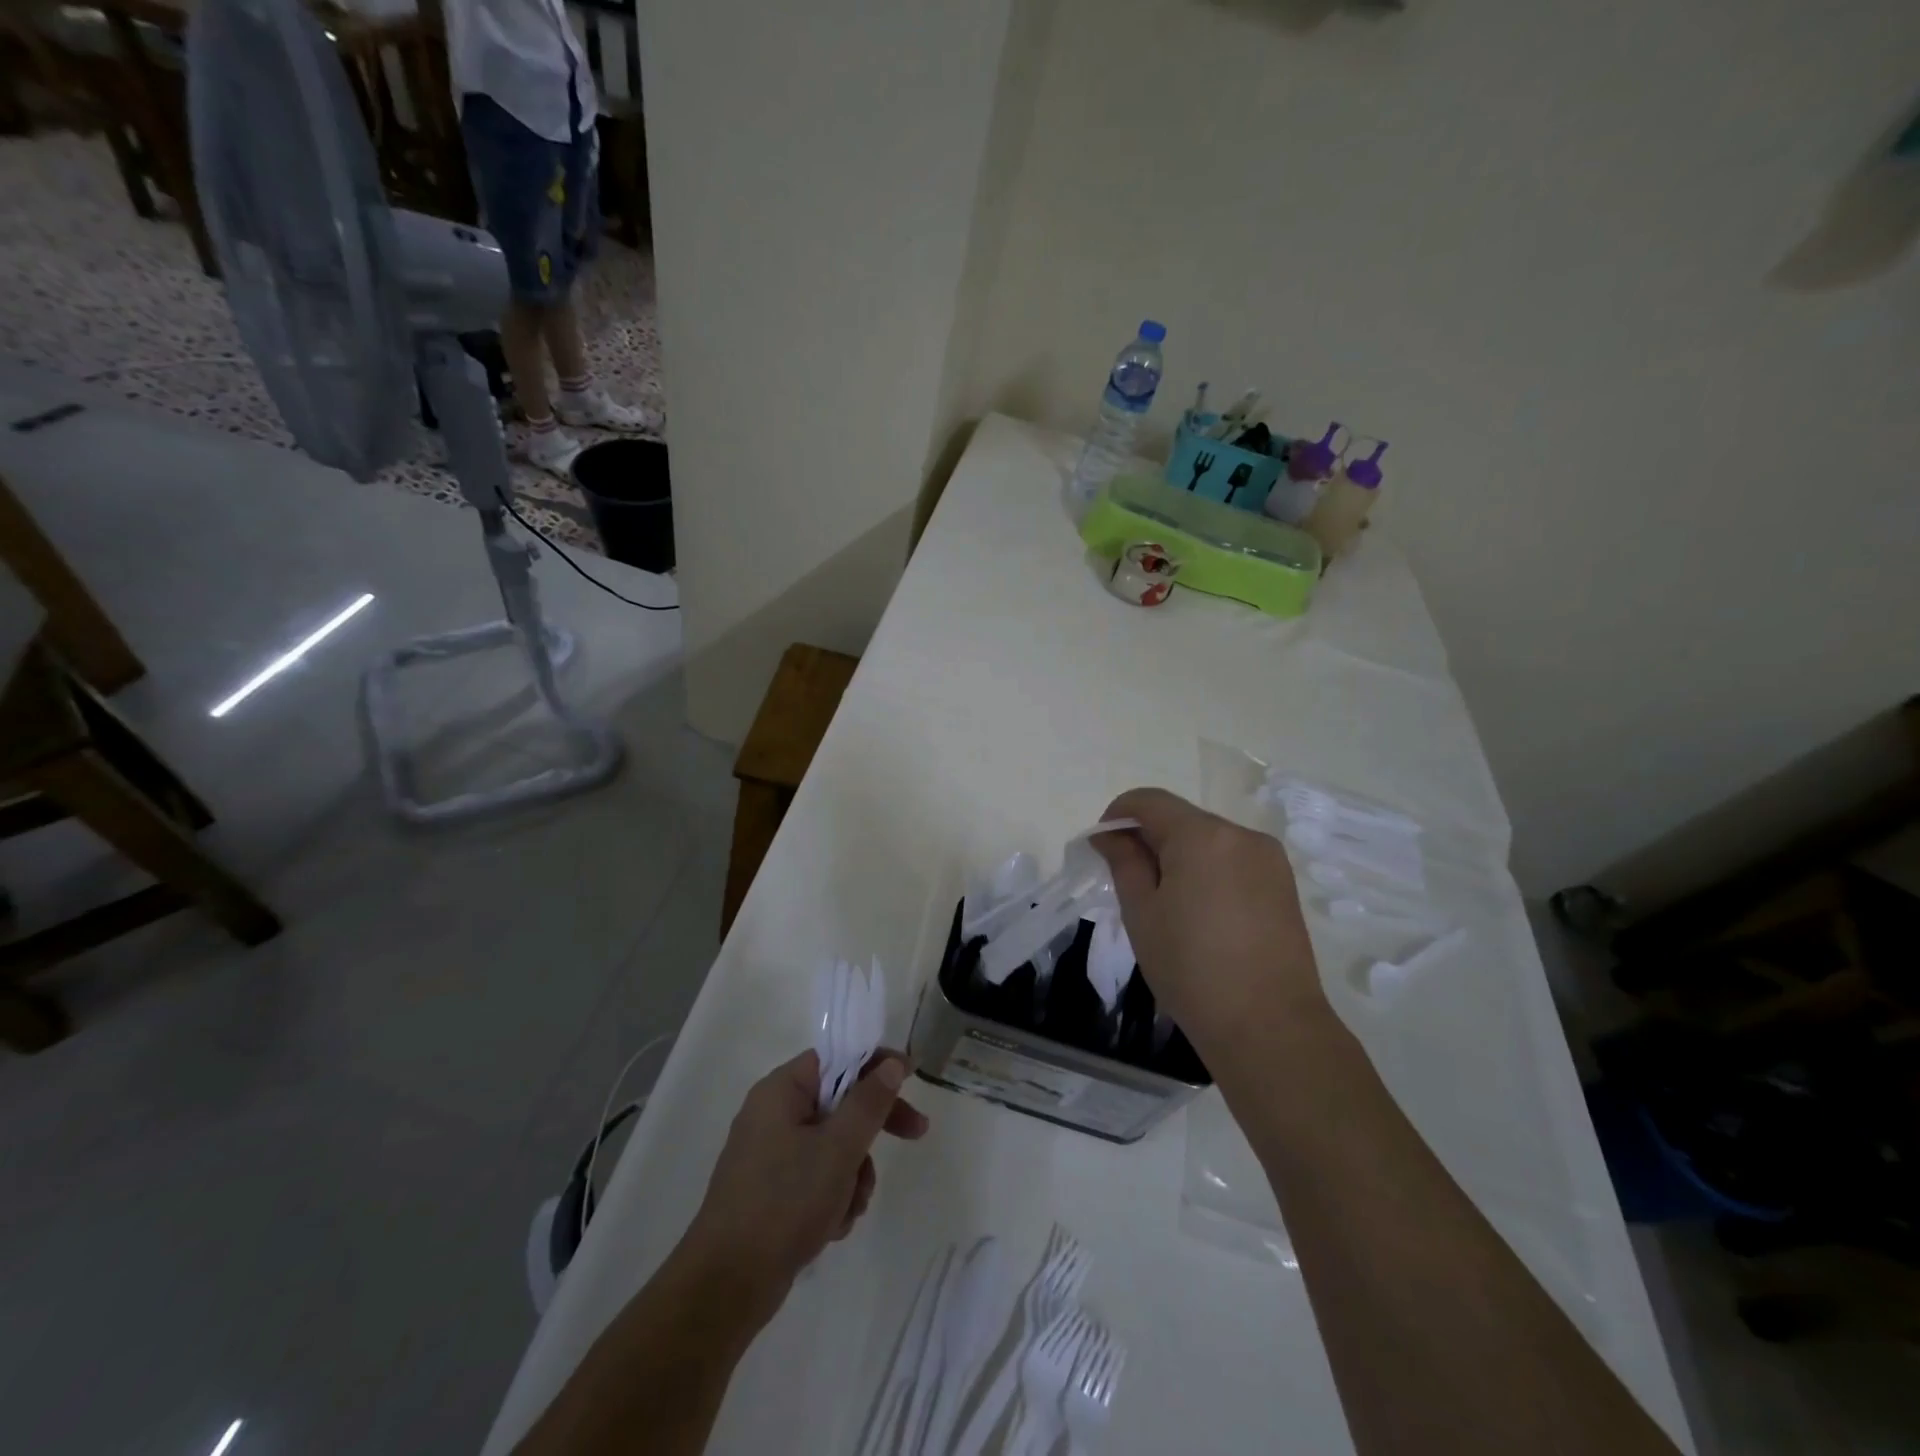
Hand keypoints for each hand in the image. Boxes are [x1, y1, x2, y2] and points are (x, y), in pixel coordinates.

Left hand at [684, 1050, 928, 1313]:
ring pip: (834, 1146)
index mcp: (781, 1090)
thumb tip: (891, 1064)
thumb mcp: (838, 1148)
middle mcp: (773, 1114)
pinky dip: (833, 1197)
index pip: (837, 1058)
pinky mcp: (771, 1191)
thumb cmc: (784, 1202)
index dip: (876, 1064)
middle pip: (840, 1103)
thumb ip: (869, 1102)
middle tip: (917, 1133)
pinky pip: (817, 1177)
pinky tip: (832, 1226)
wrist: (725, 1287)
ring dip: (853, 1174)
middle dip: (872, 1128)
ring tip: (849, 1207)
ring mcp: (770, 1154)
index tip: (912, 1078)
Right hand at [1092, 787, 1327, 1063]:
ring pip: (1208, 840)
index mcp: (1202, 835)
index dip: (1118, 814)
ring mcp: (1269, 858)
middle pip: (1182, 819)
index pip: (1149, 801)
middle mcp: (1241, 834)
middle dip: (1150, 838)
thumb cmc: (1191, 968)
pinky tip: (1201, 913)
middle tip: (1130, 883)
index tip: (1103, 846)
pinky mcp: (1284, 884)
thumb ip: (1124, 862)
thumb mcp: (1142, 913)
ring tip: (1167, 904)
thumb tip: (1109, 834)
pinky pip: (1233, 860)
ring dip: (1180, 856)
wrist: (1269, 1027)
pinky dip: (1208, 871)